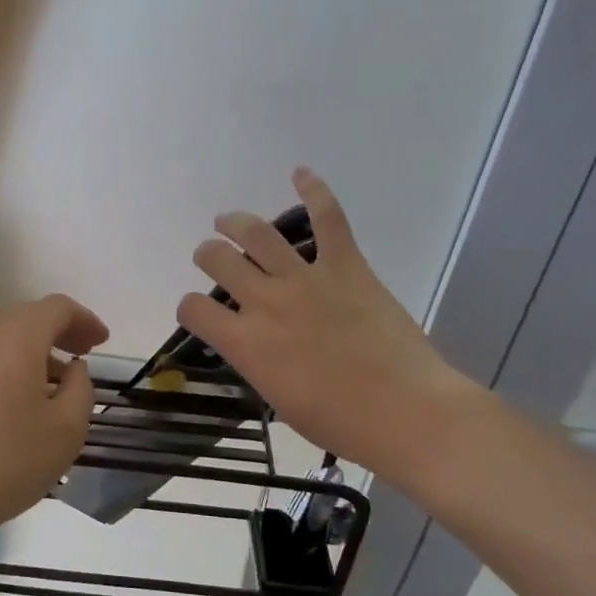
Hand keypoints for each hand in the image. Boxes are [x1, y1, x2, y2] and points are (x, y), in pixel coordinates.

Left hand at [0, 294, 109, 535]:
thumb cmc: (7, 459)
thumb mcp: (66, 429)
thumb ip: (81, 389)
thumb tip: (73, 368)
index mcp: (17, 338)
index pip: (56, 308)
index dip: (84, 319)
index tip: (102, 342)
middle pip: (27, 318)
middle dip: (59, 332)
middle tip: (83, 356)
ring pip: (4, 339)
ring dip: (34, 352)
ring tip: (56, 384)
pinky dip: (10, 368)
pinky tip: (20, 403)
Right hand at [178, 168, 478, 481]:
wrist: (406, 412)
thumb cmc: (340, 422)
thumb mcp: (279, 400)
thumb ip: (257, 362)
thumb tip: (255, 343)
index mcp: (246, 343)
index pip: (194, 309)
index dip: (190, 308)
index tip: (199, 312)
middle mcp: (266, 302)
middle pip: (218, 260)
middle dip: (208, 255)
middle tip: (213, 257)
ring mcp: (306, 279)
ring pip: (257, 233)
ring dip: (235, 222)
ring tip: (229, 221)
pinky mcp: (347, 266)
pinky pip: (329, 218)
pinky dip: (314, 191)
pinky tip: (300, 174)